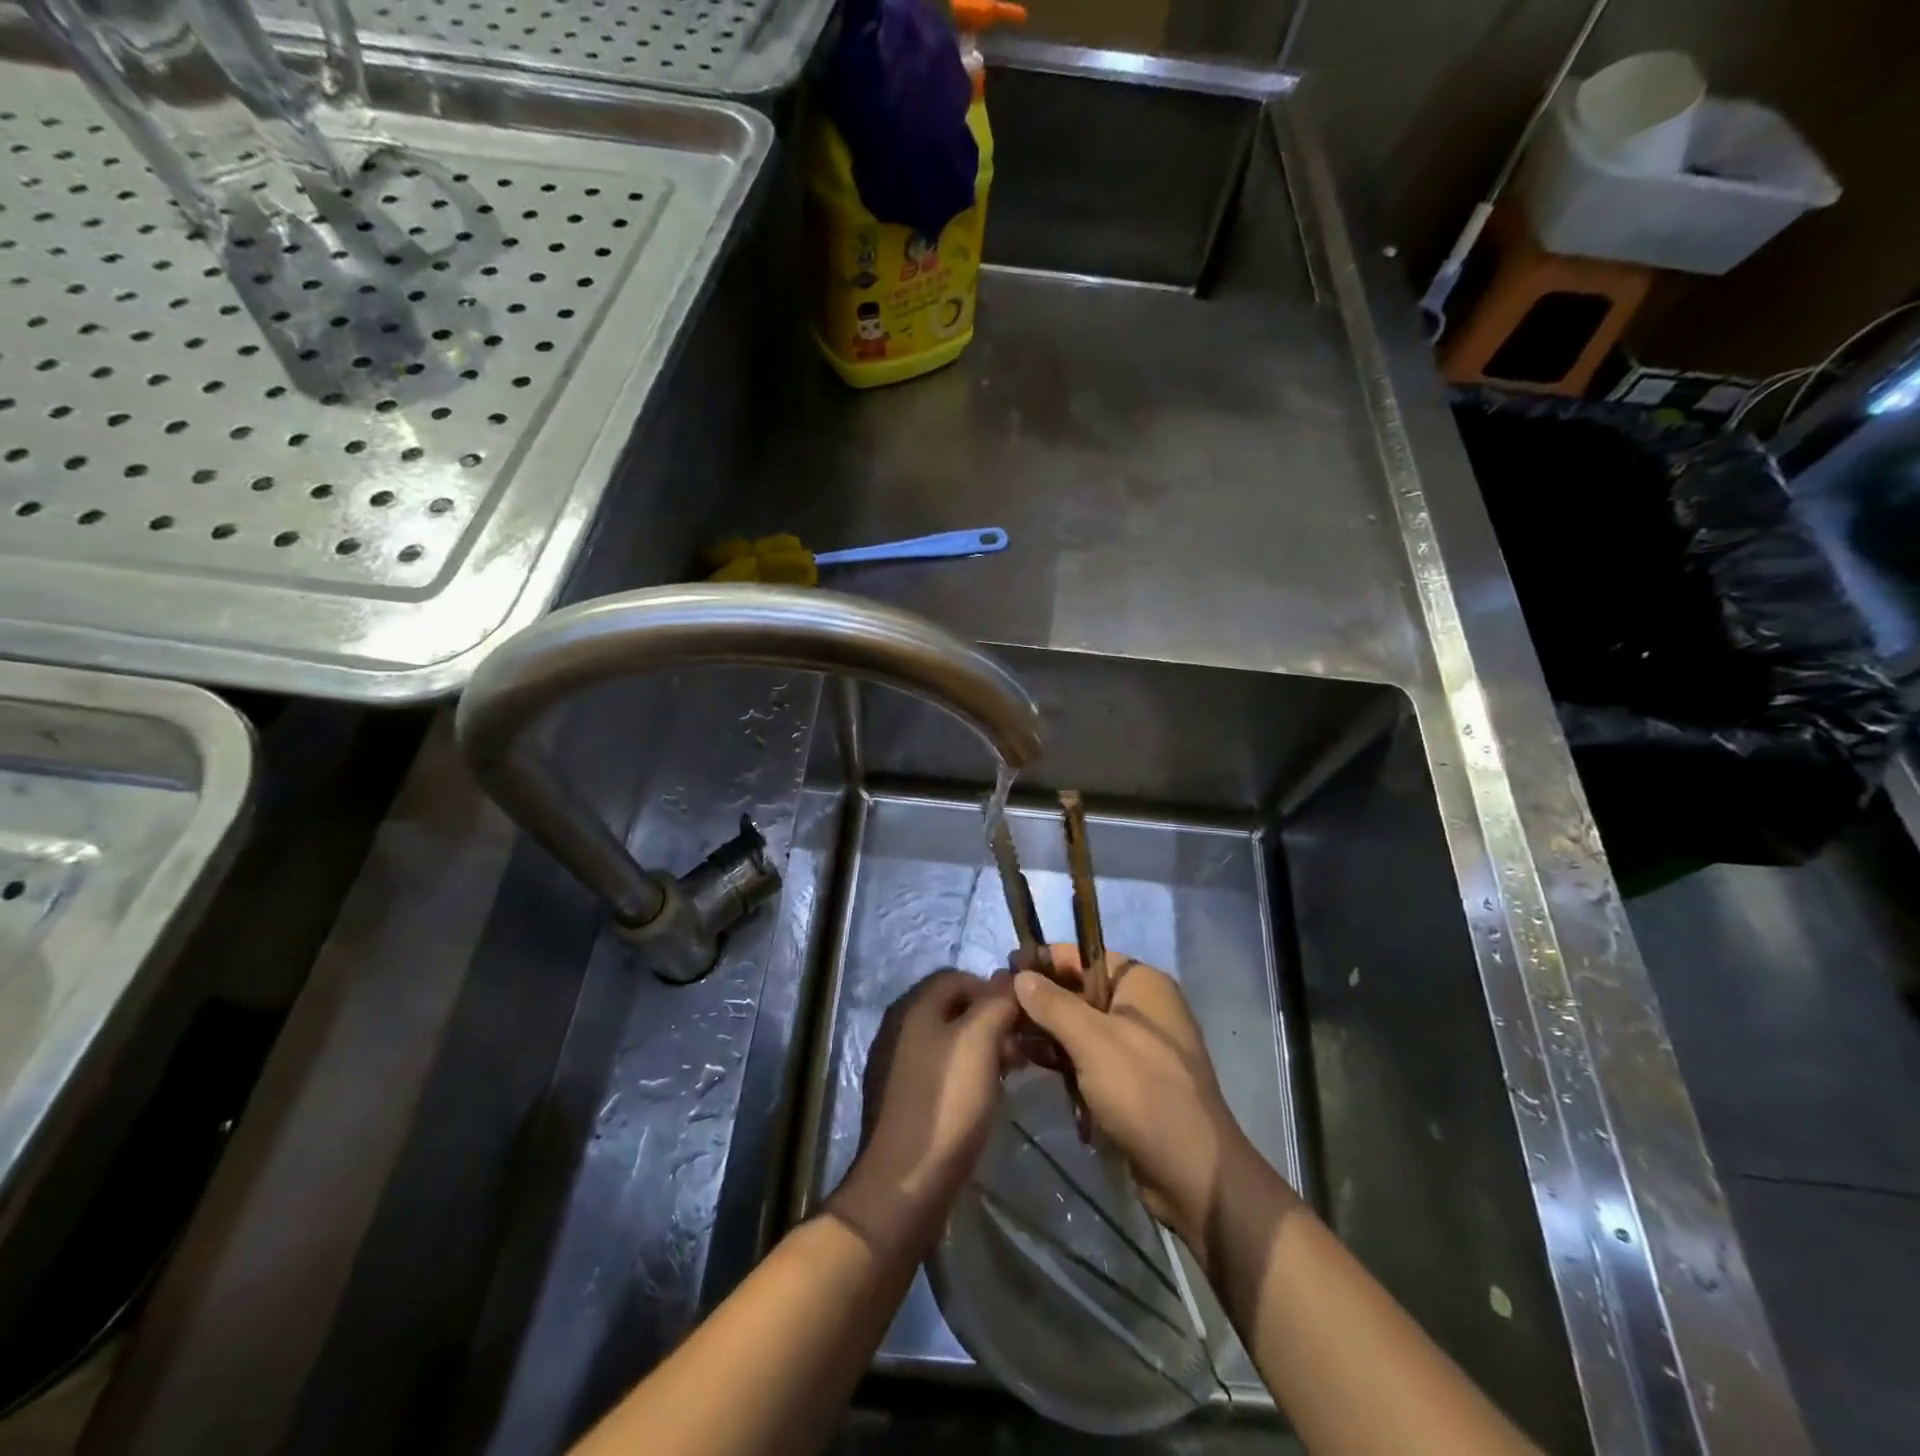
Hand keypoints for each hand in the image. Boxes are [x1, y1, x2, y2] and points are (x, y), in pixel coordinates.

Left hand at [831, 969, 1019, 1254]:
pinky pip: (942, 1070)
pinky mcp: (904, 1099)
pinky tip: (988, 1096)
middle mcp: (901, 1028)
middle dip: (992, 1020)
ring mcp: (898, 1065)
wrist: (906, 1183)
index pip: (958, 976)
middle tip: (1024, 1045)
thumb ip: (996, 1003)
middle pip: (954, 1009)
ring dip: (984, 1049)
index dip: (993, 989)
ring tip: (1014, 1071)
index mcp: (914, 1008)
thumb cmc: (946, 1102)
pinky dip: (968, 1073)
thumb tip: (1009, 979)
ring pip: (950, 1041)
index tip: (1023, 1014)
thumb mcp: (979, 1042)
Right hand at [1014, 946, 1275, 1262]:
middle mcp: (1143, 1006)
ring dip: (1047, 1031)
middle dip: (1041, 999)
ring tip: (1005, 1037)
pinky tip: (1028, 1063)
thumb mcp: (1091, 1040)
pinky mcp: (1131, 1079)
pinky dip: (1063, 1057)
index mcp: (1142, 983)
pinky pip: (1090, 1055)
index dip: (1044, 960)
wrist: (1192, 1172)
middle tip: (998, 1007)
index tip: (1004, 969)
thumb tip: (1020, 975)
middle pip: (1081, 990)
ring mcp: (1138, 1044)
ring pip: (1082, 1025)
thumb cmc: (1142, 1090)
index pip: (1084, 956)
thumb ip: (1052, 1003)